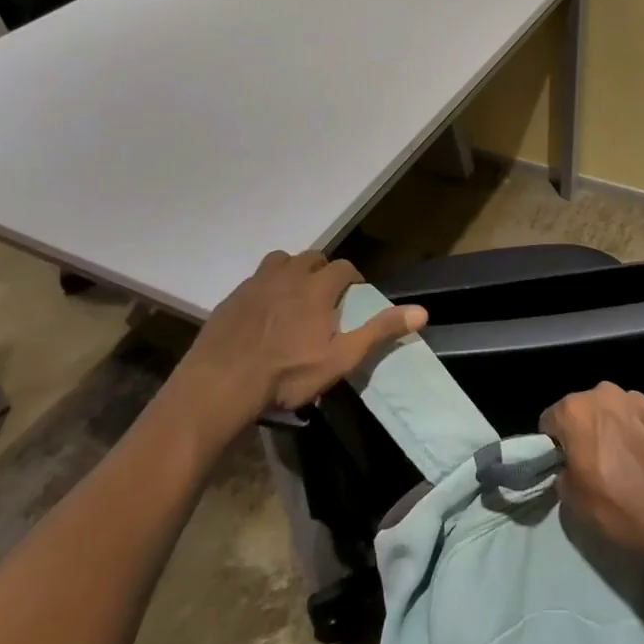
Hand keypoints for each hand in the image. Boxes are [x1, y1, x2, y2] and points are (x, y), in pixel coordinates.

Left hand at [183, 250, 426, 415]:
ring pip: (281, 261)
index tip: (354, 298)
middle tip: (326, 299)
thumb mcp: (341, 358)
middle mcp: (288, 274)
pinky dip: (267, 287)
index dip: (353, 280)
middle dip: (324, 272)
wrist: (220, 385)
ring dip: (293, 272)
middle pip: (312, 258)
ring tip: (295, 297)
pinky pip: (256, 280)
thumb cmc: (286, 374)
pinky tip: (264, 313)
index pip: (344, 268)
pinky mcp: (232, 297)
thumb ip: (379, 332)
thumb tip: (422, 312)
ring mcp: (256, 283)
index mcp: (317, 287)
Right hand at [540, 383, 643, 564]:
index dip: (555, 443)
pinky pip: (643, 416)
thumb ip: (562, 470)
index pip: (551, 419)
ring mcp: (639, 399)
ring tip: (626, 459)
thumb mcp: (571, 499)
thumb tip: (569, 465)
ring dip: (615, 426)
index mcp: (575, 410)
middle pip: (584, 408)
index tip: (565, 463)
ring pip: (615, 409)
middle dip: (586, 429)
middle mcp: (605, 393)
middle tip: (595, 461)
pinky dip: (642, 430)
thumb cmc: (617, 509)